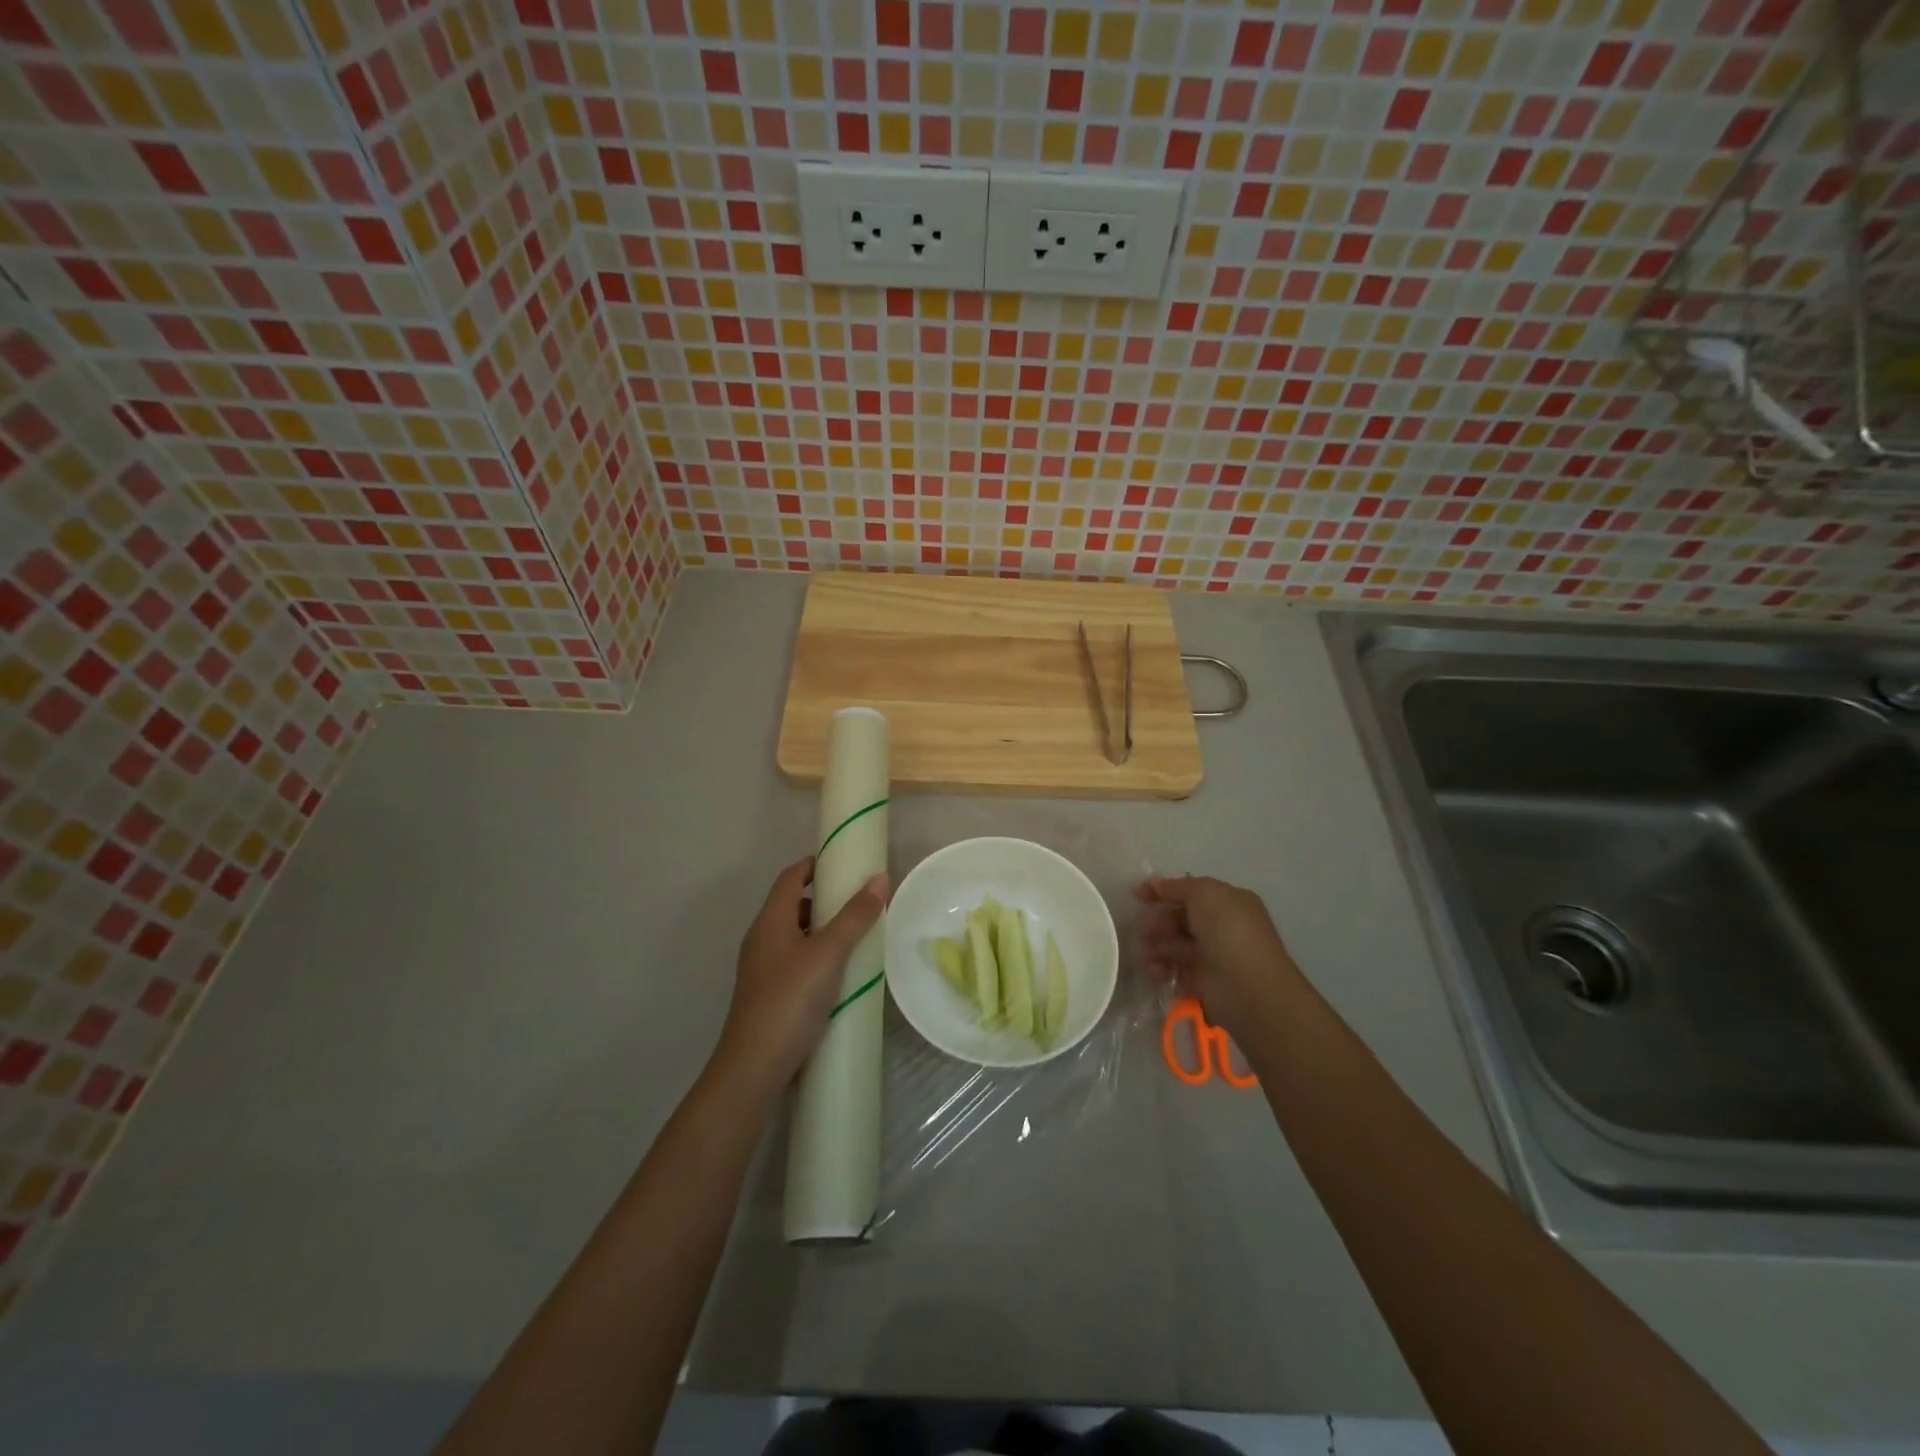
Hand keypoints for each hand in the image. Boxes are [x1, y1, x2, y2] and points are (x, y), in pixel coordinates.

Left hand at [717, 857, 889, 1092]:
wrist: (754, 1067)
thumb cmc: (789, 1000)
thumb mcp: (828, 954)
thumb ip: (854, 916)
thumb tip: (879, 878)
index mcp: (770, 921)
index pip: (790, 877)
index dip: (814, 865)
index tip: (844, 862)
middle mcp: (762, 939)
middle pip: (792, 905)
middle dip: (824, 898)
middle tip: (860, 900)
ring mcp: (763, 969)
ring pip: (795, 936)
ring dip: (823, 929)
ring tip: (857, 935)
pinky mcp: (770, 994)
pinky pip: (796, 961)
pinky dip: (818, 956)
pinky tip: (841, 972)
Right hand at [1134, 875, 1299, 1038]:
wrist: (1248, 987)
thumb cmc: (1228, 931)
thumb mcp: (1204, 893)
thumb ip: (1176, 887)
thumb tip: (1152, 883)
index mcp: (1228, 902)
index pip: (1190, 892)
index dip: (1162, 891)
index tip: (1135, 894)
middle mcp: (1221, 927)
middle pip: (1179, 918)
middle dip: (1157, 921)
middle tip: (1142, 928)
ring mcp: (1212, 955)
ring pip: (1174, 944)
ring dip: (1155, 945)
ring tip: (1144, 952)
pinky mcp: (1202, 981)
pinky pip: (1175, 969)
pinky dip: (1160, 968)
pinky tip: (1153, 969)